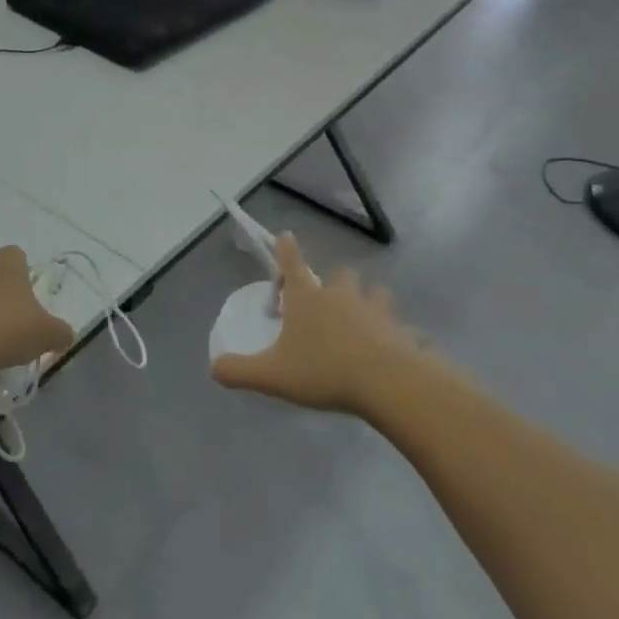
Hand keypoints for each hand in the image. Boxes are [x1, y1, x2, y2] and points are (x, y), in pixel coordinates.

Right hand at [212, 234, 423, 415]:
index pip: (292, 265)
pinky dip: (400, 336)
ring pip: (376, 294)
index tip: (285, 235)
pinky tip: (398, 349)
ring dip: (370, 301)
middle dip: (334, 282)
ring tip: (365, 319)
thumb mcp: (272, 375)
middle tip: (328, 301)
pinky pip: (404, 330)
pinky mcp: (403, 332)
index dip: (286, 250)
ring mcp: (377, 312)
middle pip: (341, 275)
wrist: (386, 383)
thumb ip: (239, 371)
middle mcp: (343, 297)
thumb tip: (214, 368)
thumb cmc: (323, 371)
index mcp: (308, 300)